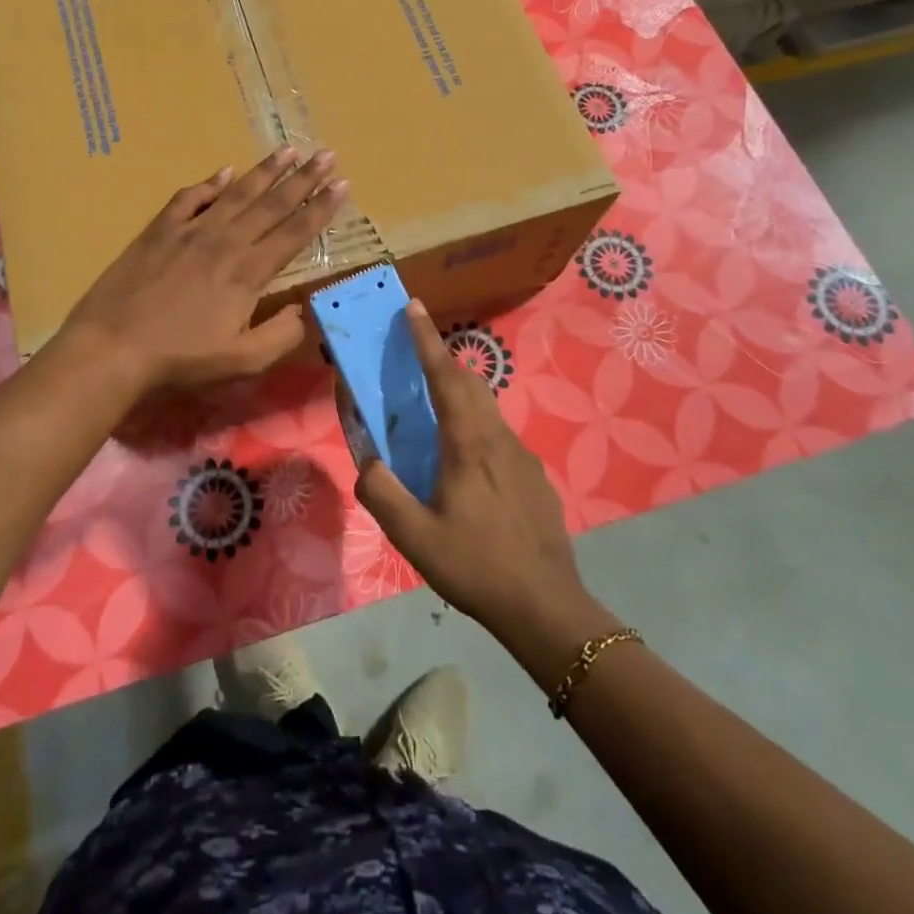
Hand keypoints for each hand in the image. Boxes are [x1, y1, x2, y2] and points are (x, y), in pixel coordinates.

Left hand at [61, 147, 346, 389]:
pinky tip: (224, 172)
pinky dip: (209, 183)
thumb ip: (280, 336)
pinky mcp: (160, 229)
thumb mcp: (241, 361)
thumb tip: (303, 312)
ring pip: (237, 193)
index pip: (294, 232)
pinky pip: (190, 198)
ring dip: (265, 170)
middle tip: (327, 154)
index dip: (321, 208)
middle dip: (304, 178)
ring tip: (288, 149)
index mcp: (249, 272)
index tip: (343, 184)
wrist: (115, 346)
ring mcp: (191, 231)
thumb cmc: (181, 358)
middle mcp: (226, 241)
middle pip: (272, 204)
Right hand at [356, 302, 590, 639]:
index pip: (445, 376)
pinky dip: (476, 425)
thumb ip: (382, 494)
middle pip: (470, 383)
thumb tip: (367, 463)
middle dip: (442, 359)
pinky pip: (499, 435)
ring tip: (436, 405)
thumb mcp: (414, 537)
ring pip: (487, 408)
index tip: (414, 306)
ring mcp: (522, 457)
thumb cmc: (476, 566)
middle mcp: (498, 438)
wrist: (546, 607)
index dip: (427, 339)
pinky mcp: (534, 478)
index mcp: (468, 443)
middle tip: (417, 350)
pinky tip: (467, 463)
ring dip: (460, 392)